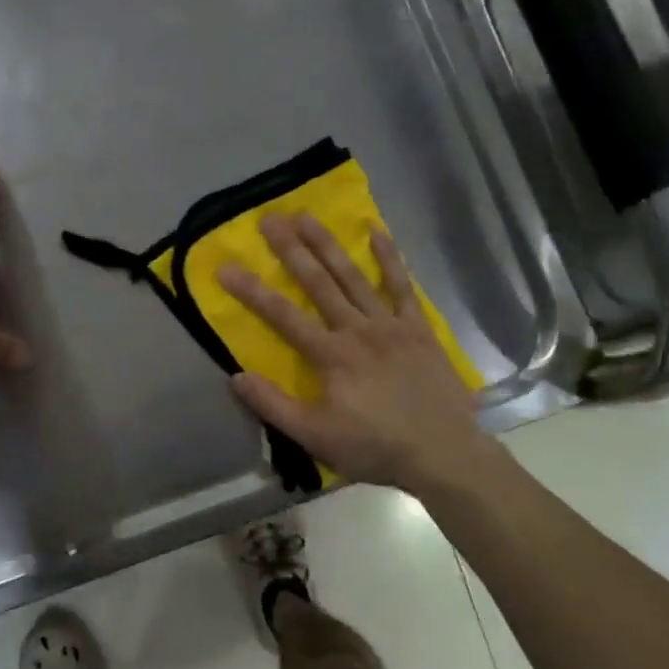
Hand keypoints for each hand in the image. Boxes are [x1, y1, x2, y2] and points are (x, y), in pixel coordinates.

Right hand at [218, 213, 492, 493]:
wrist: (443, 452)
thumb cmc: (375, 447)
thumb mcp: (315, 437)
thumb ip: (274, 405)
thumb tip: (235, 376)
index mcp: (331, 355)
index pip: (282, 316)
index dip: (252, 291)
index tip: (225, 267)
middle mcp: (357, 329)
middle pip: (318, 283)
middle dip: (291, 249)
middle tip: (270, 219)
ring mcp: (390, 324)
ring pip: (354, 277)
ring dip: (329, 245)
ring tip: (308, 216)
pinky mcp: (418, 328)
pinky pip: (402, 286)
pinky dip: (390, 258)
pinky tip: (377, 231)